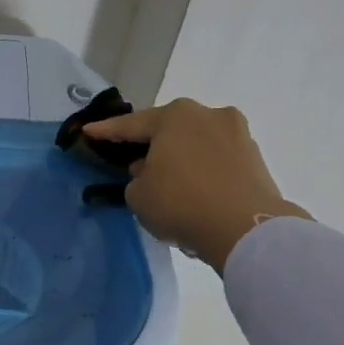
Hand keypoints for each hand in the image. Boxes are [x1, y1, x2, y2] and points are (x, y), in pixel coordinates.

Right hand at [82, 98, 308, 271]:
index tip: (88, 132)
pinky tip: (194, 190)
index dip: (105, 132)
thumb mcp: (137, 195)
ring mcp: (237, 134)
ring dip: (179, 157)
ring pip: (195, 143)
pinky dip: (202, 171)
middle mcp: (208, 115)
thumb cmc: (181, 203)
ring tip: (167, 179)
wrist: (246, 229)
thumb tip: (151, 171)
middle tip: (131, 159)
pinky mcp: (255, 158)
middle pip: (168, 129)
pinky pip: (216, 161)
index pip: (130, 125)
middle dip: (150, 143)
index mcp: (174, 116)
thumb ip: (136, 177)